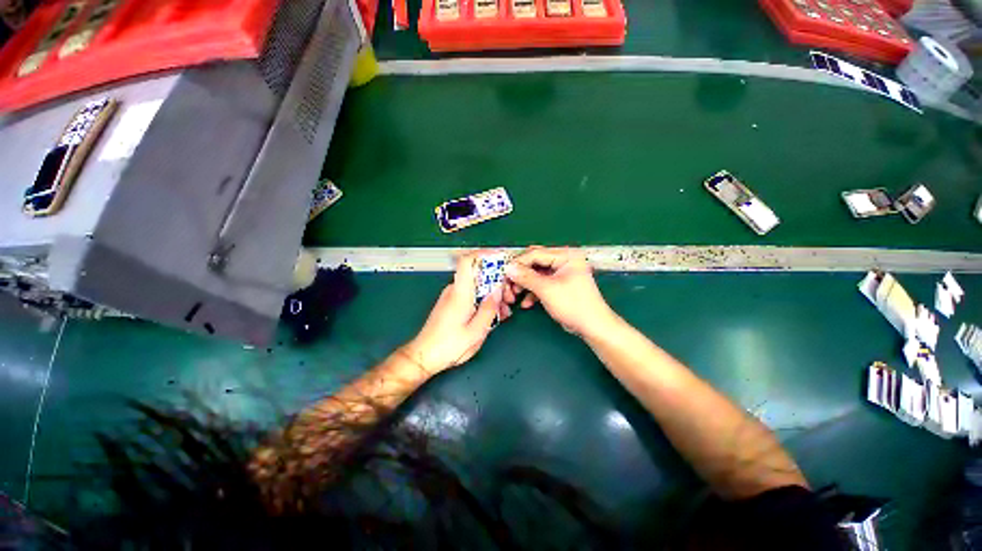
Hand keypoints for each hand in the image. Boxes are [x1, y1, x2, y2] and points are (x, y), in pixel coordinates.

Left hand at [403, 252, 503, 372]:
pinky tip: (494, 314)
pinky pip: (472, 295)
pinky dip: (484, 300)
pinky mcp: (452, 303)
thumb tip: (498, 290)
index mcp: (460, 293)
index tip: (501, 258)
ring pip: (477, 286)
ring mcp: (453, 296)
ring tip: (504, 311)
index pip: (468, 261)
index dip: (484, 254)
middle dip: (497, 282)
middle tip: (510, 298)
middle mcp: (455, 290)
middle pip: (478, 275)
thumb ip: (489, 308)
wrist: (424, 356)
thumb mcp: (476, 331)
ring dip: (493, 294)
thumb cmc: (449, 346)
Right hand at [504, 247, 615, 335]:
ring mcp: (562, 273)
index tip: (504, 273)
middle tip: (509, 286)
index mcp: (566, 256)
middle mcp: (564, 261)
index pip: (536, 254)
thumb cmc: (574, 305)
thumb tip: (508, 268)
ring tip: (514, 296)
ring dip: (525, 285)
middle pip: (535, 264)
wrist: (592, 326)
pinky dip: (533, 293)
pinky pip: (541, 284)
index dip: (518, 263)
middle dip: (521, 276)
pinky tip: (527, 303)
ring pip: (536, 275)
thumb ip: (526, 277)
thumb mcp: (547, 289)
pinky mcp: (559, 285)